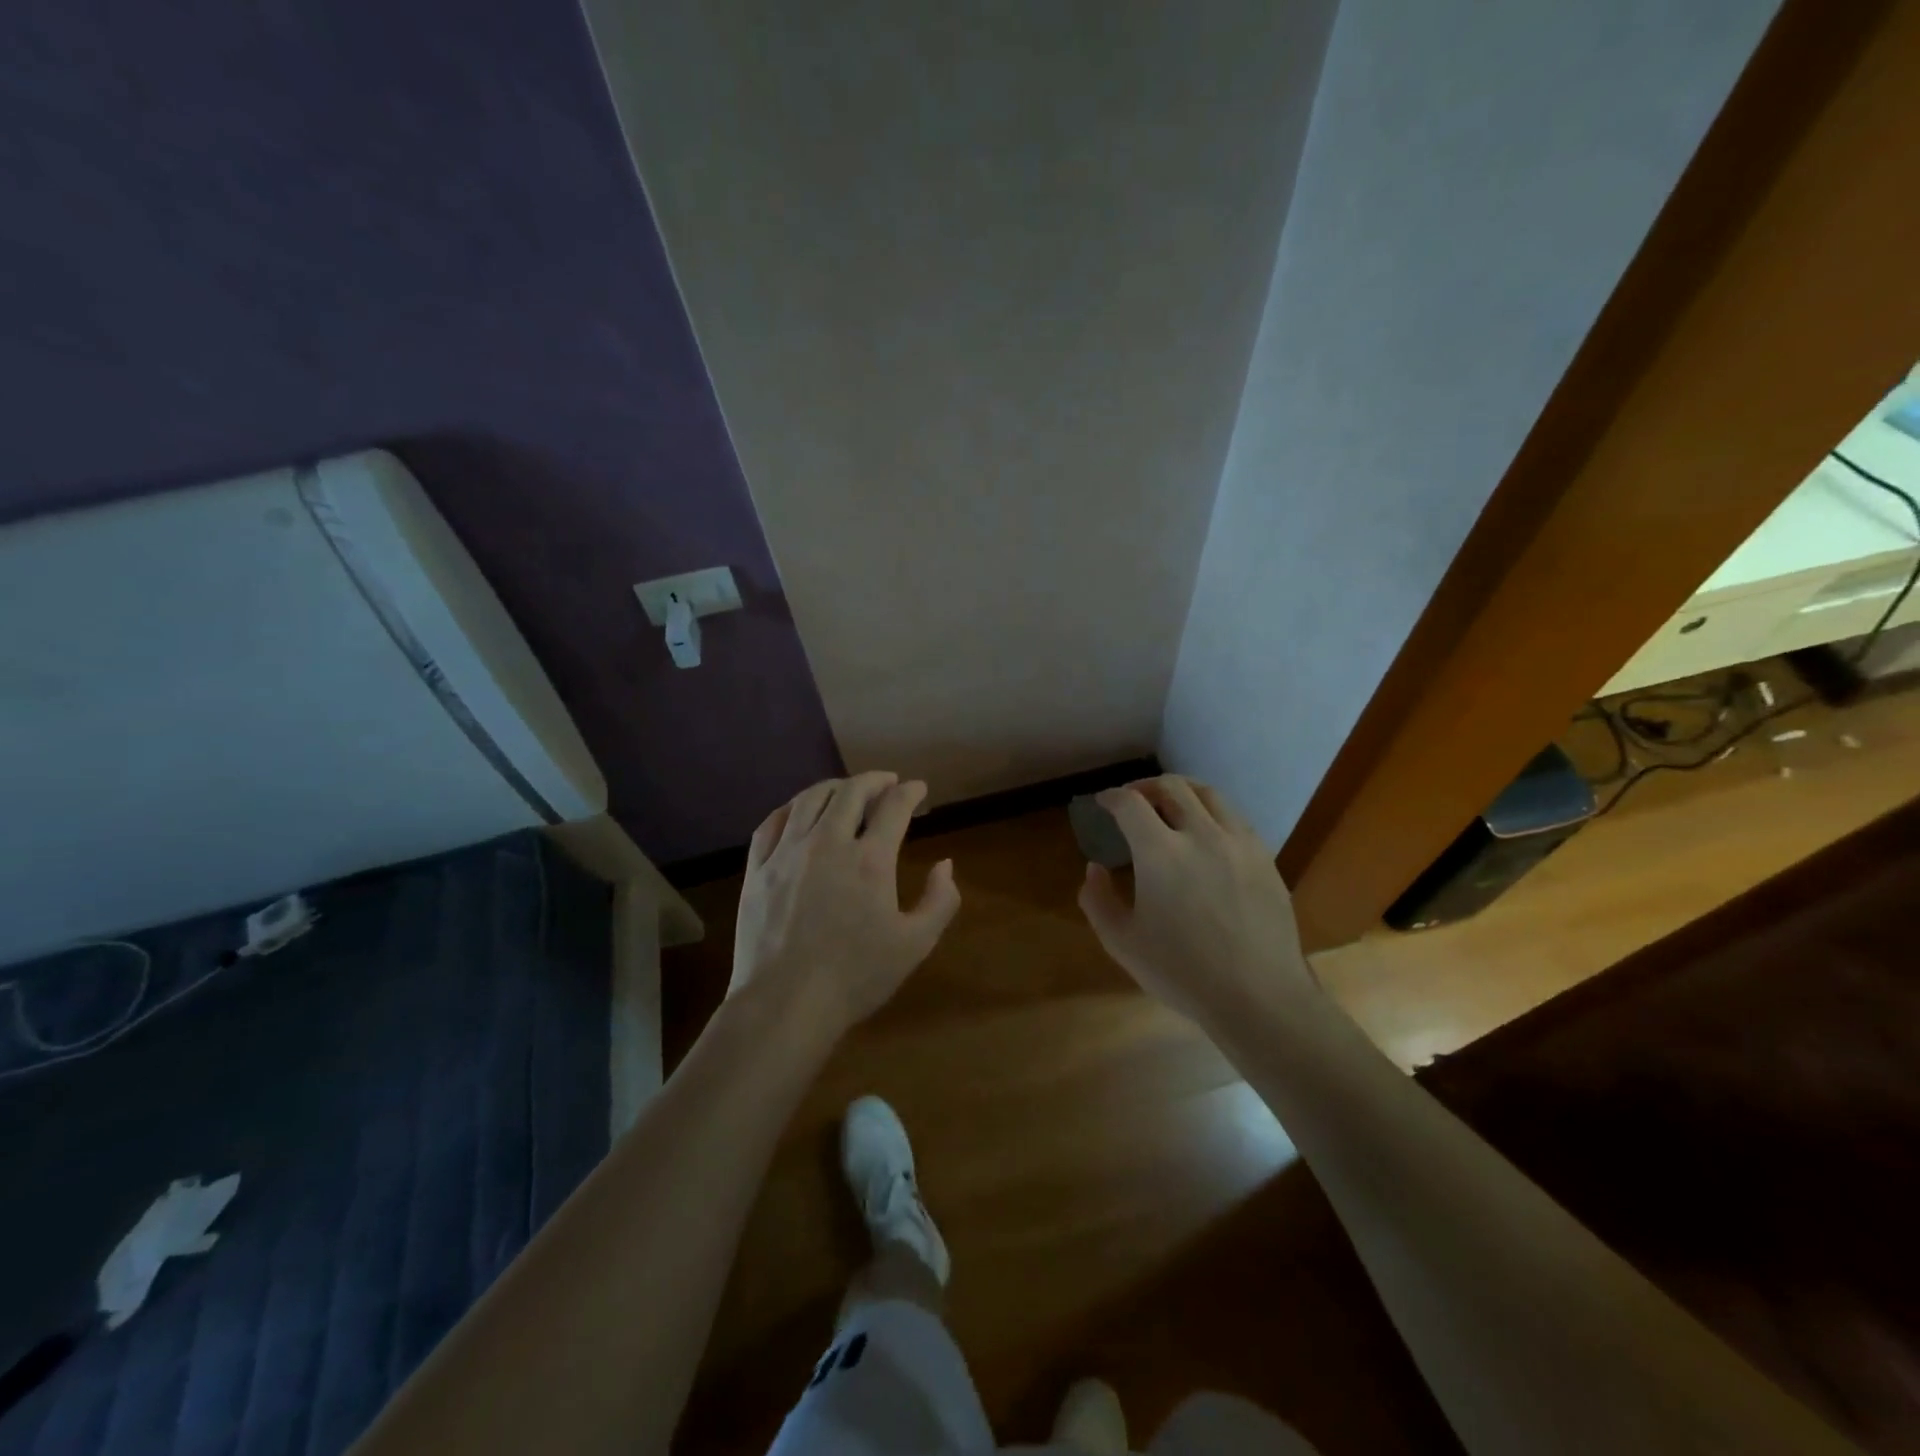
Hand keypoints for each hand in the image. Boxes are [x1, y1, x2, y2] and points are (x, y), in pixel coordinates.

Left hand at [732, 772, 961, 1041]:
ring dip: (833, 787)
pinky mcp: (757, 869)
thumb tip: (945, 864)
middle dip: (874, 780)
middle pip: (850, 792)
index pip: (894, 807)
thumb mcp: (915, 944)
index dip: (910, 792)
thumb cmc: (855, 977)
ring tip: (845, 789)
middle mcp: (828, 843)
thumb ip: (940, 900)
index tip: (918, 788)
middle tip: (886, 782)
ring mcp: (787, 853)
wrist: (784, 1004)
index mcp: (870, 860)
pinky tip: (798, 810)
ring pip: (809, 799)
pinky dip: (791, 808)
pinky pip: (772, 823)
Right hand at [1078, 776, 1316, 1023]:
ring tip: (1169, 805)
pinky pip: (1234, 817)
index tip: (1102, 803)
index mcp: (1160, 852)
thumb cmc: (1183, 972)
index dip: (1111, 797)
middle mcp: (1201, 834)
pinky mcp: (1264, 857)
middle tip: (1132, 800)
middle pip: (1171, 786)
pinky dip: (1211, 812)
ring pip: (1208, 794)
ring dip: (1181, 791)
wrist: (1259, 997)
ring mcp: (1238, 842)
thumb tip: (1094, 869)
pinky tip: (1206, 834)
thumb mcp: (1122, 943)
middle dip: (1144, 786)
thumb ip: (1098, 900)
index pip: (1130, 803)